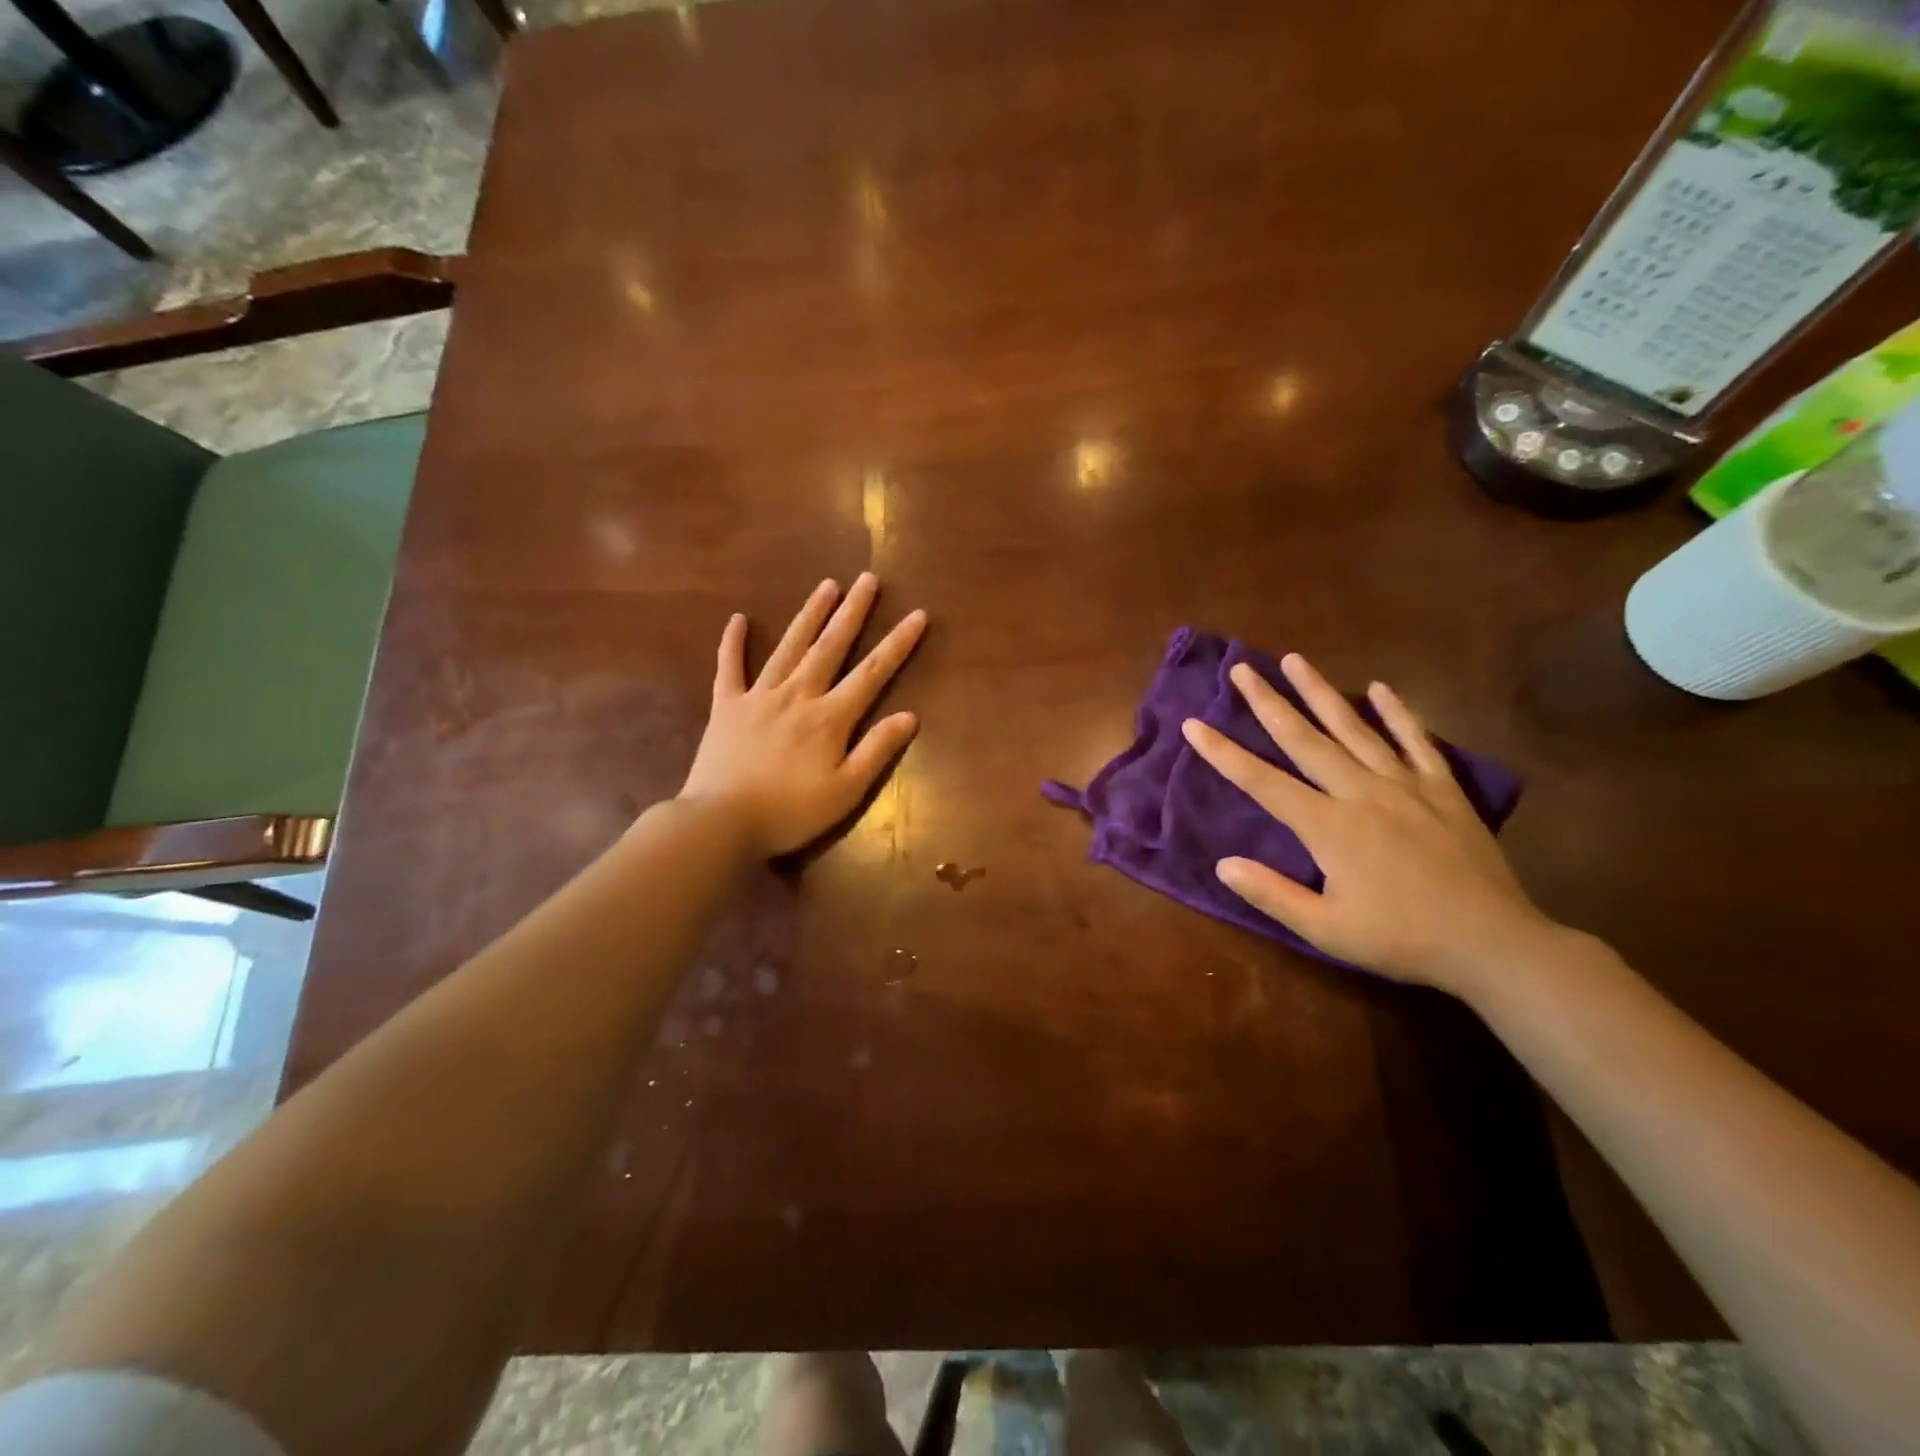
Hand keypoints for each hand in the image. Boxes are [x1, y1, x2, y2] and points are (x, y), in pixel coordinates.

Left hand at [679, 573, 926, 856]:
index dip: (897, 643)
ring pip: (789, 647)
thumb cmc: (790, 812)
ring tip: (827, 585)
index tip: (917, 614)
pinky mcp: (726, 706)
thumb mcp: (846, 791)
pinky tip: (737, 618)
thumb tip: (909, 715)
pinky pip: (729, 667)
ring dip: (809, 614)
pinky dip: (733, 643)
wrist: (721, 822)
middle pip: (830, 646)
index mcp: (829, 717)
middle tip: (867, 580)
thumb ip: (877, 750)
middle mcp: (797, 695)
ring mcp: (758, 696)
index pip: (872, 672)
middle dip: (852, 612)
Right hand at [1181, 654, 1557, 994]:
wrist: (1494, 943)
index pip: (1263, 782)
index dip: (1224, 754)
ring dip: (1320, 692)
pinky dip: (1397, 713)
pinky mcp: (1443, 789)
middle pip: (1305, 739)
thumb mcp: (1327, 931)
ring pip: (1354, 728)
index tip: (1194, 724)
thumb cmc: (1402, 939)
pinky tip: (1378, 688)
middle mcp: (1361, 793)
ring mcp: (1405, 786)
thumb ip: (1272, 894)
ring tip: (1295, 659)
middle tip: (1243, 668)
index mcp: (1329, 827)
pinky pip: (1416, 741)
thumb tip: (1223, 864)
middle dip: (1268, 702)